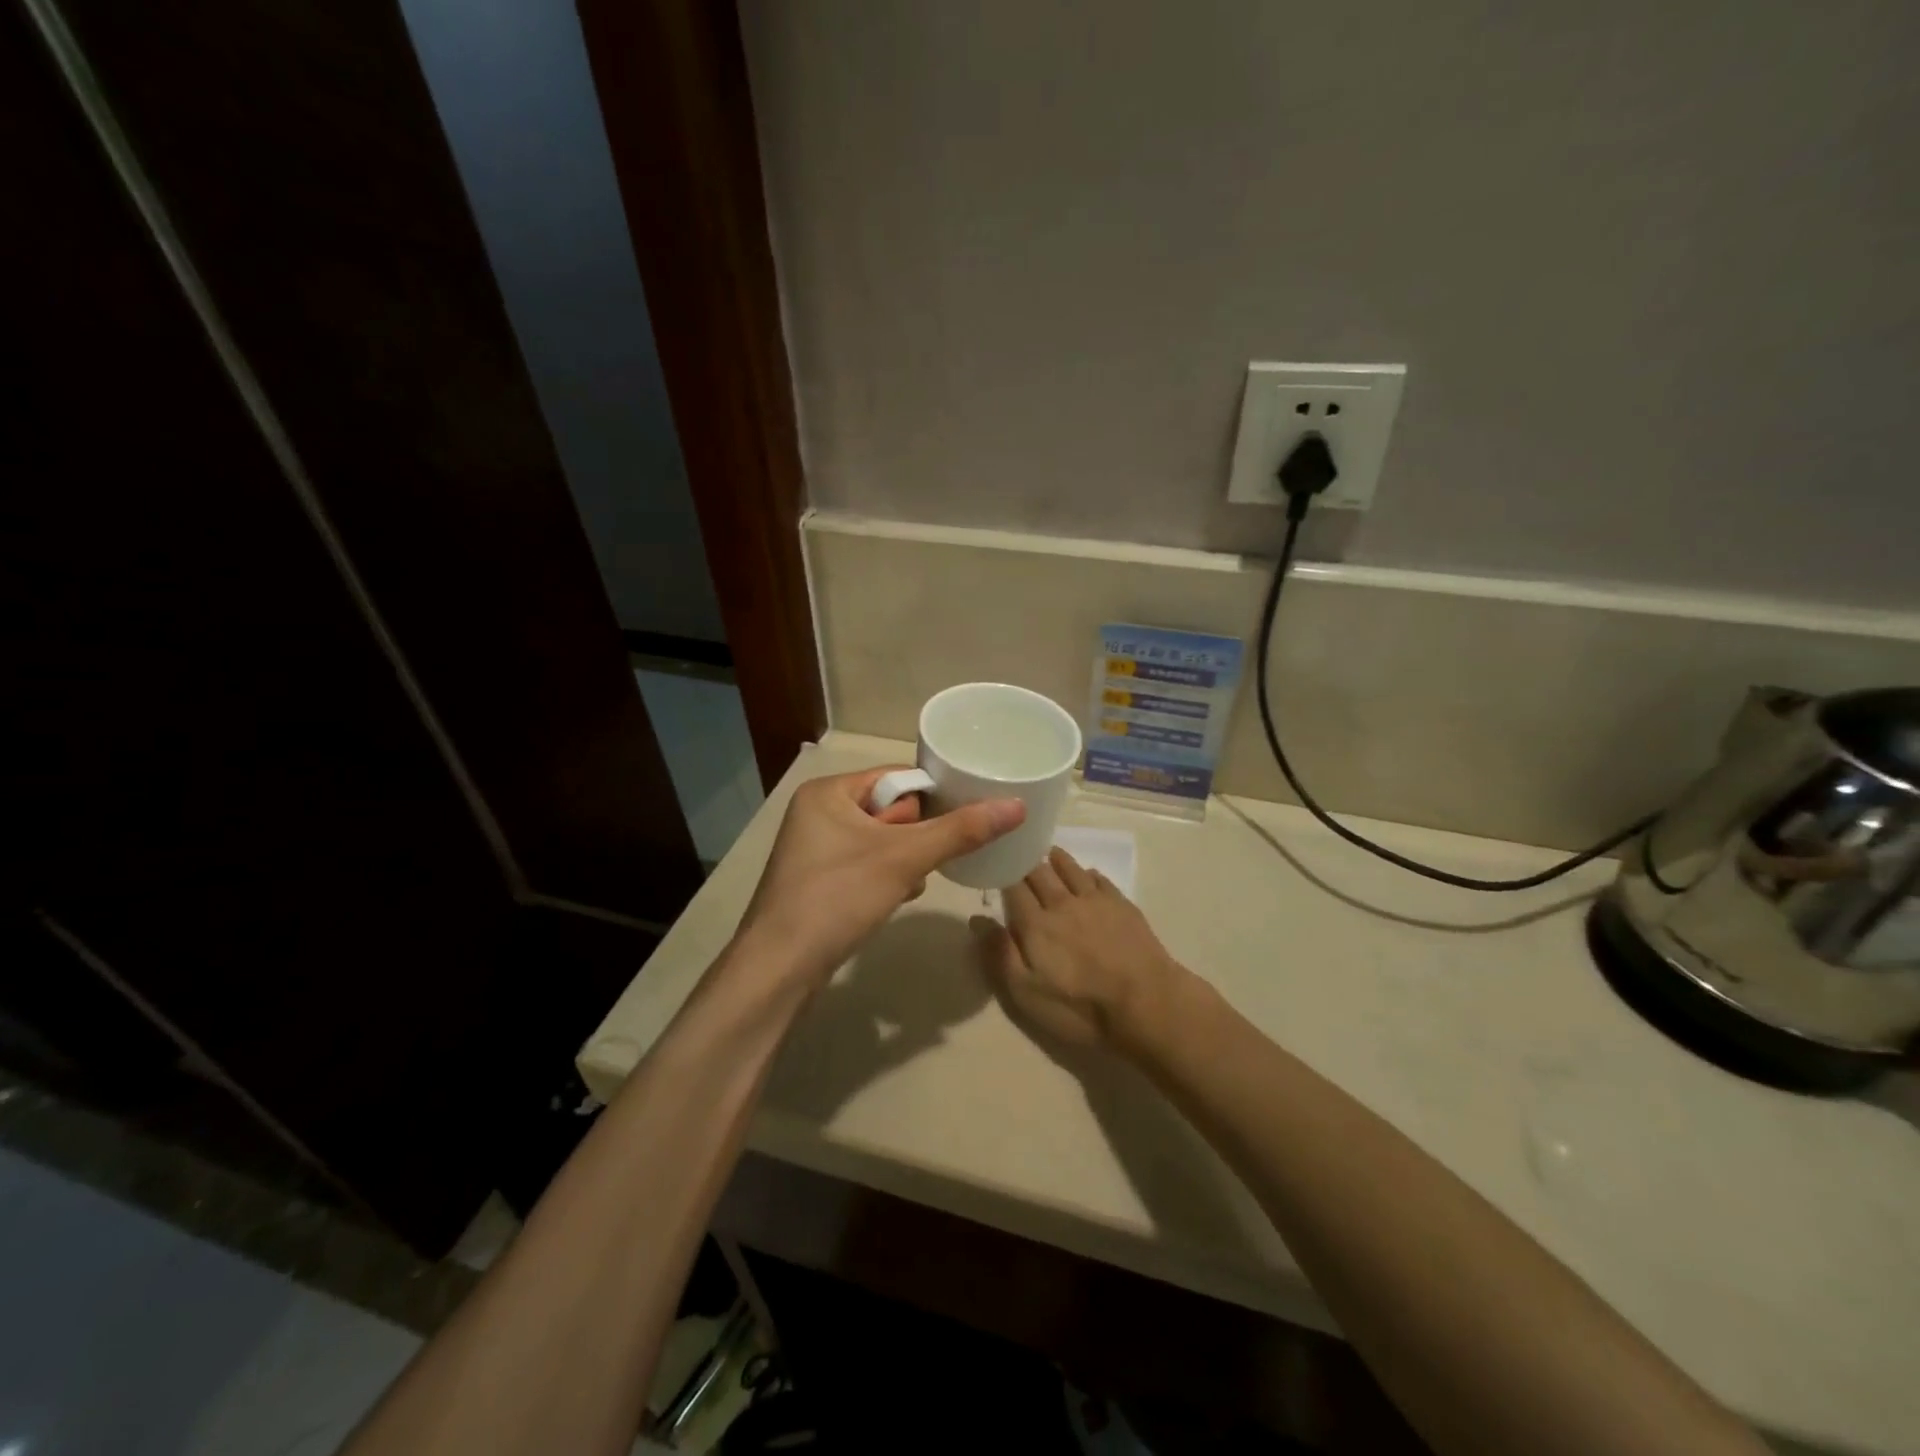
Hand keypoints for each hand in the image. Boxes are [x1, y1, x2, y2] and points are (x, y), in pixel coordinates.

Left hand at [737, 767, 1024, 984]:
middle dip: (916, 834)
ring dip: (904, 858)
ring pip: (880, 841)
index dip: (932, 795)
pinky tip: (897, 897)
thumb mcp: (904, 859)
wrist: (779, 970)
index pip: (896, 777)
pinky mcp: (817, 881)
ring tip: (912, 879)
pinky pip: (865, 865)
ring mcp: (814, 849)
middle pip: (889, 809)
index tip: (966, 815)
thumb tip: (1017, 805)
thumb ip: (960, 831)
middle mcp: (817, 812)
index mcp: (828, 791)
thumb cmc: (837, 898)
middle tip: (928, 857)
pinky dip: (886, 877)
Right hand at [977, 846, 1183, 1049]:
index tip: (994, 864)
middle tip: (1018, 855)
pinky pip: (1099, 878)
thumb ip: (1000, 955)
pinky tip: (1087, 875)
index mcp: (1035, 923)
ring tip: (1048, 853)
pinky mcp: (1122, 905)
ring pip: (1070, 868)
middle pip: (1039, 872)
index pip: (1012, 886)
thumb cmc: (1080, 1006)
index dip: (1002, 873)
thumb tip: (977, 919)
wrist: (1146, 1004)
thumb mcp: (1027, 994)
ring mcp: (1095, 900)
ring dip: (1056, 859)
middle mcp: (1062, 902)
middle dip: (1025, 862)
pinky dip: (1087, 873)